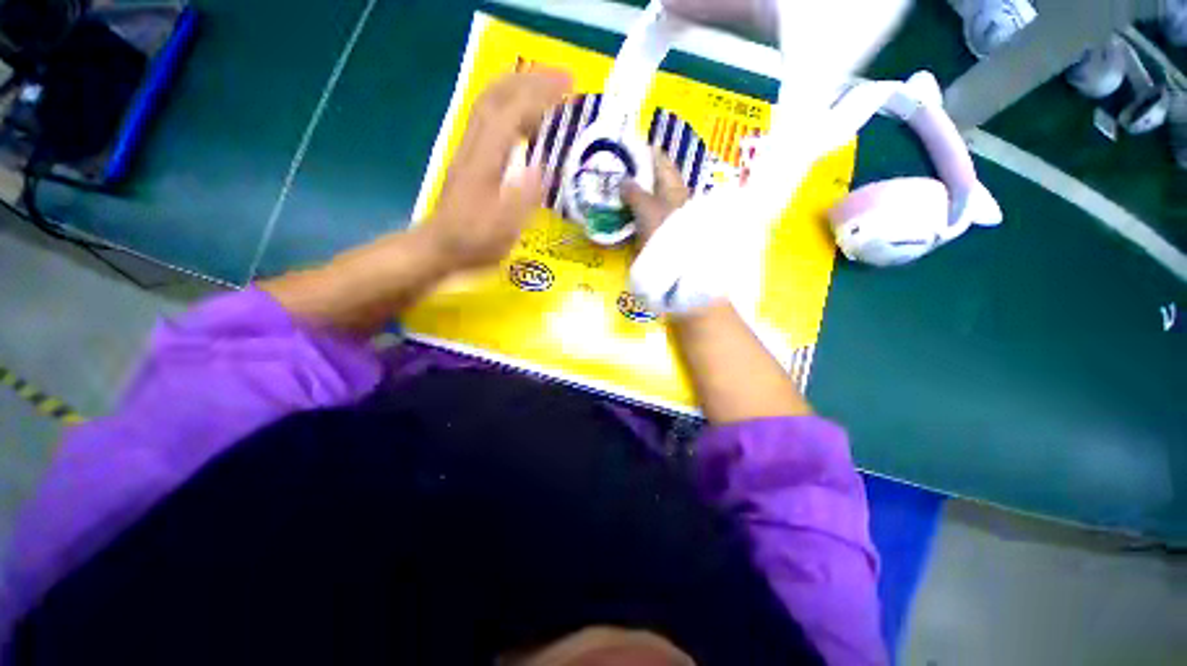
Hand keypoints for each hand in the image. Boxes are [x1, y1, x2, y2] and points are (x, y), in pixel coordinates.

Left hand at [424, 69, 571, 270]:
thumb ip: (524, 198)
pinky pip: (489, 119)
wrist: (439, 246)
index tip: (569, 84)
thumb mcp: (504, 228)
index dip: (540, 93)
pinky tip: (525, 117)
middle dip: (531, 79)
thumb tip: (544, 167)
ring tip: (547, 87)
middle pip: (498, 96)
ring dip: (519, 87)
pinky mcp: (469, 157)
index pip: (512, 113)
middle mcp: (474, 146)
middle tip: (563, 77)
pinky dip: (510, 107)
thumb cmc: (474, 242)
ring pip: (490, 103)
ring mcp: (469, 149)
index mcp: (485, 161)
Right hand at [621, 147, 689, 245]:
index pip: (660, 160)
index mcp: (673, 184)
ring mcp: (666, 216)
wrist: (671, 262)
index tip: (628, 148)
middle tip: (615, 172)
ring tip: (613, 192)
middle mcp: (673, 196)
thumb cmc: (661, 227)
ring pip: (648, 200)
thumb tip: (623, 181)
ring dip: (633, 197)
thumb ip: (632, 191)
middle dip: (636, 176)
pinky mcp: (659, 232)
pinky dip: (633, 215)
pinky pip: (644, 218)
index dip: (645, 152)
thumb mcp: (645, 206)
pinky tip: (620, 214)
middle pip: (654, 181)